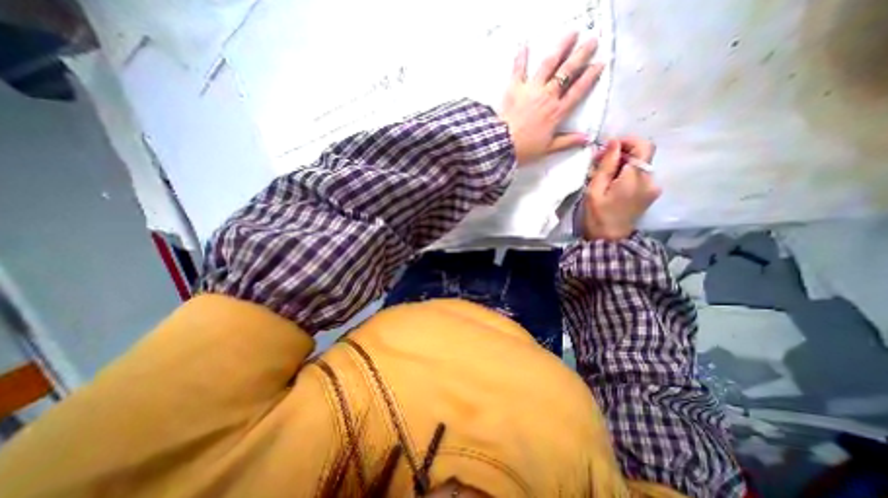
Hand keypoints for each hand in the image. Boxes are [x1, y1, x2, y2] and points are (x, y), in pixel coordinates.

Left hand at [499, 32, 602, 163]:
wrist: (503, 144)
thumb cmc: (525, 149)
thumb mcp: (548, 148)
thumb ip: (567, 141)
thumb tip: (586, 138)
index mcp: (557, 112)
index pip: (578, 91)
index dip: (590, 76)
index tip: (600, 63)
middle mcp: (547, 96)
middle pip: (567, 72)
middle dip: (581, 55)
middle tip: (592, 41)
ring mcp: (532, 90)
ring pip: (549, 64)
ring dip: (561, 47)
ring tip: (571, 34)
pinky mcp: (515, 88)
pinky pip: (519, 69)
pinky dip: (521, 56)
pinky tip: (524, 43)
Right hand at [580, 137, 661, 239]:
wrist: (609, 240)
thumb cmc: (597, 216)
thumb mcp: (595, 190)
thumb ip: (606, 165)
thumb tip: (614, 142)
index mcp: (636, 178)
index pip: (643, 145)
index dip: (627, 141)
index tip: (607, 146)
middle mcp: (650, 179)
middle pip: (641, 155)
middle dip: (620, 153)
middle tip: (597, 161)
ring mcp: (652, 188)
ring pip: (639, 165)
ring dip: (621, 164)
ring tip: (600, 174)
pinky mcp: (649, 194)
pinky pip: (639, 176)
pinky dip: (625, 173)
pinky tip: (610, 182)